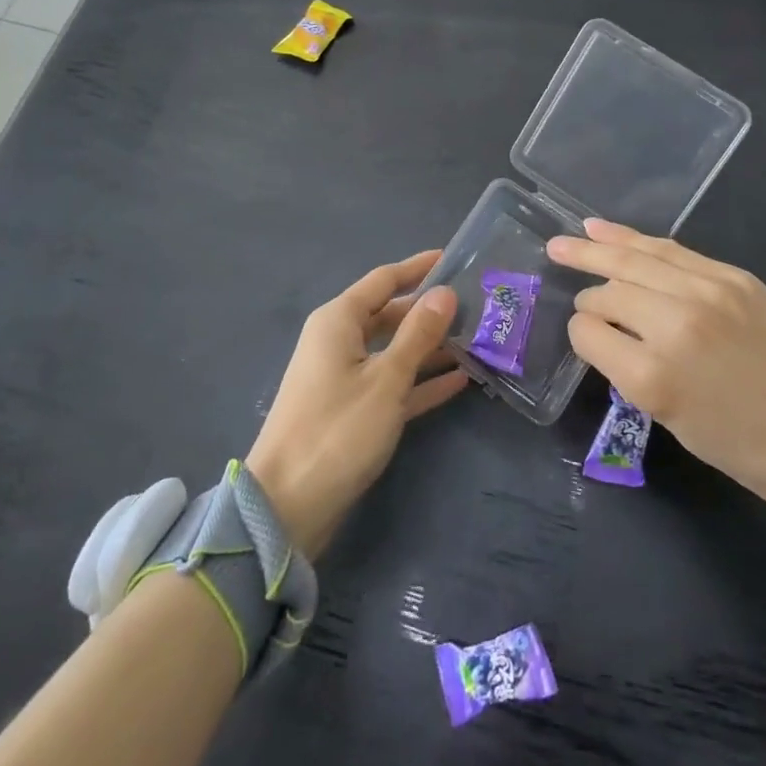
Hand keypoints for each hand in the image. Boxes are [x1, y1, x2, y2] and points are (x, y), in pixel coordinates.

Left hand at [245, 251, 469, 558]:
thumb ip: (418, 334)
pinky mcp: (353, 410)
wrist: (287, 507)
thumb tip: (445, 292)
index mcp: (338, 321)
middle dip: (430, 311)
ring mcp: (345, 377)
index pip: (384, 280)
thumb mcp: (386, 379)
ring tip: (477, 340)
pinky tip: (460, 380)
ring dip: (431, 347)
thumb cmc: (337, 430)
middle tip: (477, 306)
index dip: (419, 268)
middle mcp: (339, 341)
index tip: (455, 258)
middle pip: (391, 314)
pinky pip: (392, 383)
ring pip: (394, 350)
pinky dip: (420, 380)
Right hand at [547, 220, 765, 526]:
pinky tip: (609, 229)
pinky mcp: (734, 277)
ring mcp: (708, 292)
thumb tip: (608, 334)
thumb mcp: (676, 423)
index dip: (581, 334)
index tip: (587, 339)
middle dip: (586, 289)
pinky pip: (672, 250)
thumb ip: (634, 373)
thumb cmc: (750, 450)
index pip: (590, 332)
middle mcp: (674, 324)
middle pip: (609, 290)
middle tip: (555, 260)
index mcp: (654, 376)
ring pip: (636, 257)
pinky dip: (636, 239)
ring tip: (567, 237)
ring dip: (597, 245)